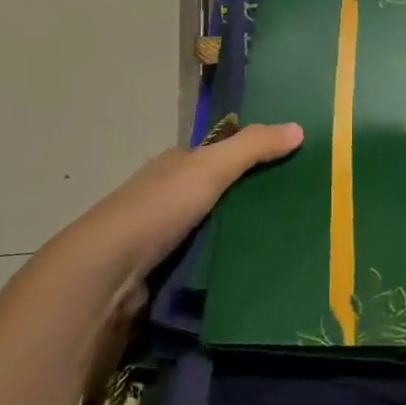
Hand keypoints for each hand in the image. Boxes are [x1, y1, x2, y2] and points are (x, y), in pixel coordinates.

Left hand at [88, 123, 303, 274]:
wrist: (106, 275)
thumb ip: (253, 147)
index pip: (220, 156)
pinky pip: (204, 263)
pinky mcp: (163, 274)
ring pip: (213, 230)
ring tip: (287, 244)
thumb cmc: (158, 209)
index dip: (253, 158)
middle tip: (298, 211)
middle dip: (251, 200)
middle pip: (218, 194)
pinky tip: (253, 271)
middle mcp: (167, 196)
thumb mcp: (210, 168)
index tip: (292, 168)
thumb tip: (299, 128)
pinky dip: (225, 265)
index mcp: (175, 166)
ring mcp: (162, 238)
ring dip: (240, 236)